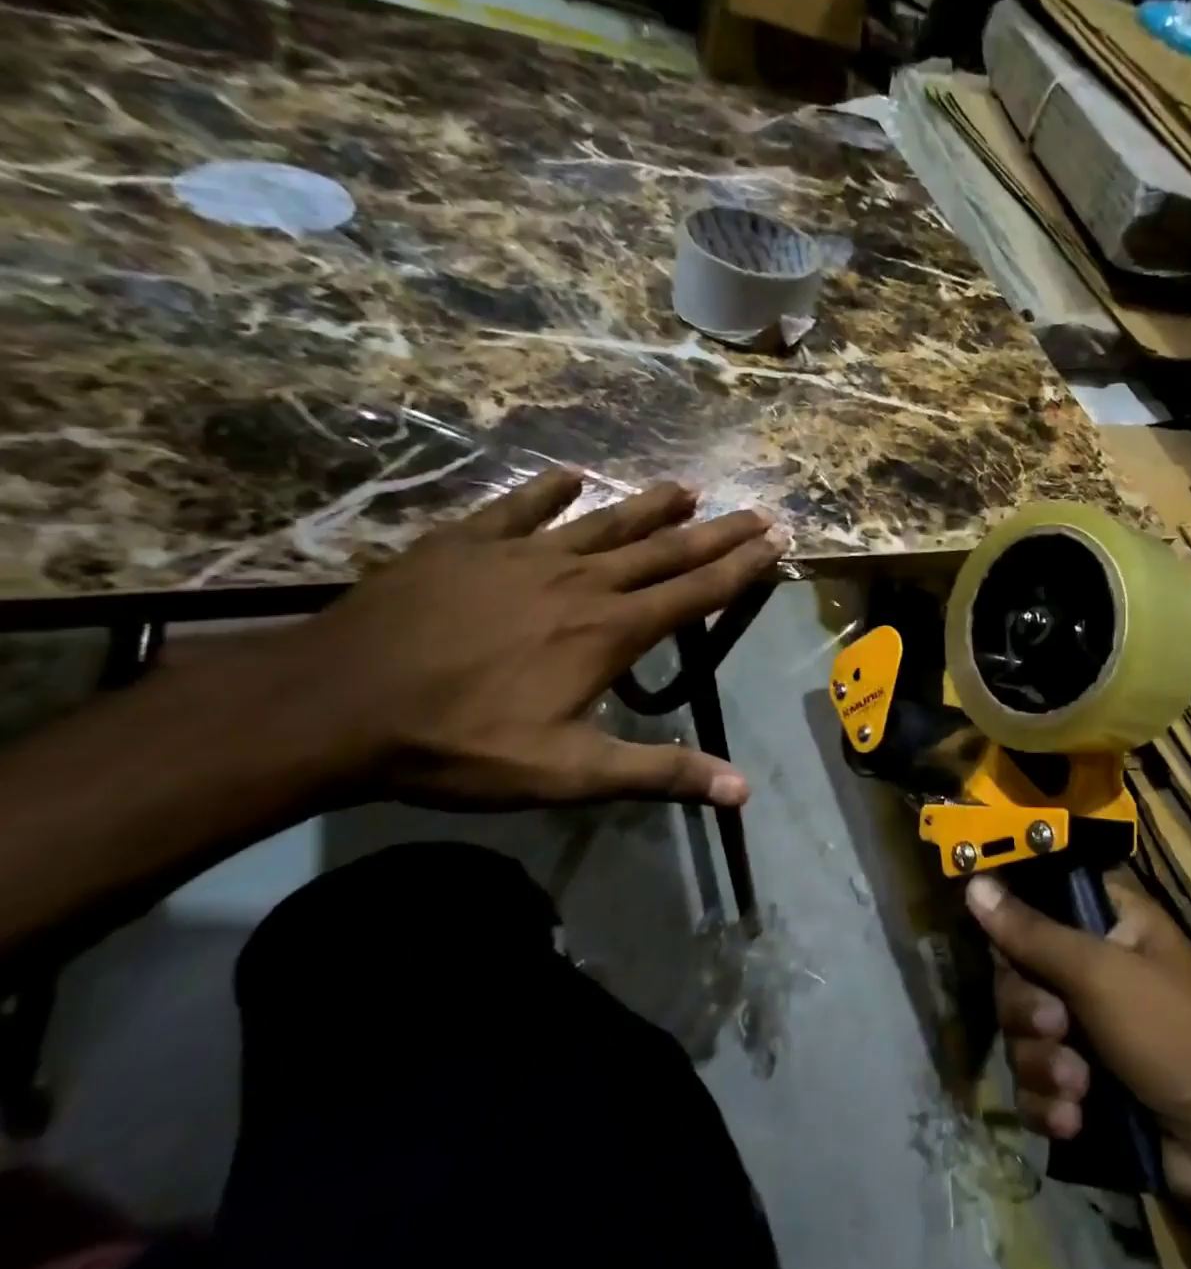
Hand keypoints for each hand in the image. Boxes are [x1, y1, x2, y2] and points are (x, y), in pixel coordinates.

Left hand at [267, 469, 787, 809]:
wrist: (333, 707)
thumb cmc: (460, 744)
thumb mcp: (569, 773)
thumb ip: (660, 773)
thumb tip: (742, 791)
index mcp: (611, 630)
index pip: (697, 591)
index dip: (744, 566)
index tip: (778, 540)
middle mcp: (581, 581)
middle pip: (666, 549)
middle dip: (719, 531)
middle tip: (758, 510)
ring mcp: (523, 555)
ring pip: (606, 521)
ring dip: (652, 505)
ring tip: (689, 488)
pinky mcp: (467, 544)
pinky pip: (519, 508)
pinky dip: (549, 491)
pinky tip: (571, 477)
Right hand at [971, 870, 1190, 1199]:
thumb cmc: (1176, 1035)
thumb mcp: (1101, 974)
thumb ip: (1032, 933)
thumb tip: (974, 883)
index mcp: (1108, 921)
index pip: (1037, 900)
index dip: (1013, 923)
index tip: (1003, 949)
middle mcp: (1093, 966)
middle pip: (1018, 973)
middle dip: (1030, 1013)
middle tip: (1058, 1028)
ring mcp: (1087, 1028)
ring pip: (1022, 1034)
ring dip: (1043, 1066)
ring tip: (1079, 1089)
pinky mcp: (1083, 1085)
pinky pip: (1035, 1084)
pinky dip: (1049, 1104)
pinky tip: (1075, 1121)